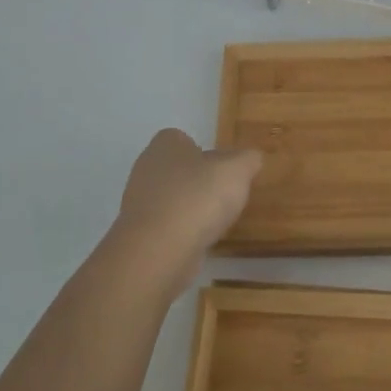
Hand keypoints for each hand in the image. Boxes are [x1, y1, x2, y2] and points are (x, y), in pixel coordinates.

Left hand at [102, 129, 262, 300]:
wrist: (159, 251)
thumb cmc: (198, 198)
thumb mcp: (237, 170)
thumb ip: (247, 159)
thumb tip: (250, 158)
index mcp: (165, 145)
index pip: (182, 139)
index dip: (203, 151)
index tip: (222, 168)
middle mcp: (146, 170)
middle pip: (177, 170)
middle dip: (198, 181)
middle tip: (224, 195)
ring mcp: (139, 204)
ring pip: (172, 200)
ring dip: (191, 209)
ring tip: (216, 222)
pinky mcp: (140, 235)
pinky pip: (167, 226)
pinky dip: (183, 232)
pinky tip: (200, 241)